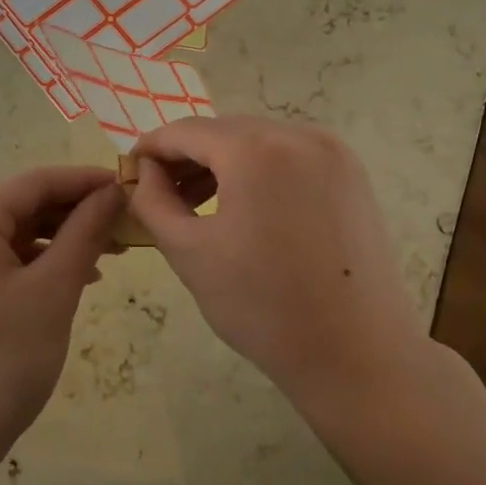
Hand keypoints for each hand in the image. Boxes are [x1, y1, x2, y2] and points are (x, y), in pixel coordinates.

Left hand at [0, 166, 122, 473]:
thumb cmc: (2, 359)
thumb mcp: (53, 291)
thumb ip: (84, 233)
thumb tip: (113, 191)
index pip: (36, 183)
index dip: (86, 181)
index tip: (132, 186)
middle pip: (25, 206)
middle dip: (77, 213)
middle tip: (127, 225)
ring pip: (18, 236)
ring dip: (63, 239)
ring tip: (111, 254)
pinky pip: (6, 262)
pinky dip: (42, 264)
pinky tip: (76, 278)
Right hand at [128, 117, 423, 402]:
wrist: (356, 354)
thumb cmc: (262, 306)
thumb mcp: (189, 252)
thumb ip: (152, 201)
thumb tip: (144, 171)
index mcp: (256, 150)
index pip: (187, 131)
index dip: (151, 148)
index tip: (129, 172)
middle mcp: (299, 135)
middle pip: (225, 131)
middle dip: (188, 156)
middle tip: (162, 193)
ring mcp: (333, 153)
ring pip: (260, 142)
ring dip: (223, 163)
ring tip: (199, 203)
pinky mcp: (352, 176)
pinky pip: (291, 158)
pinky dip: (261, 171)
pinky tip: (247, 207)